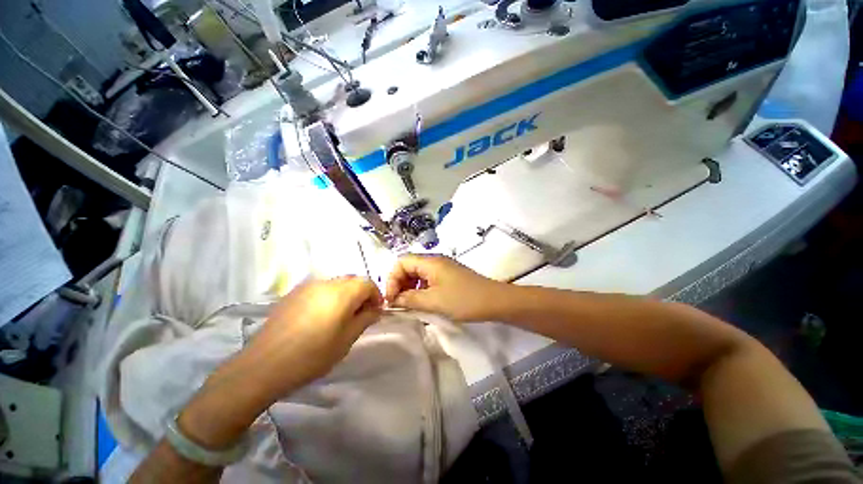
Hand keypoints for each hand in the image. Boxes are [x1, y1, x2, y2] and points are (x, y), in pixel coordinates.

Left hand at [178, 277, 382, 449]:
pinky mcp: (293, 293)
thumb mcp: (346, 340)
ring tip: (340, 316)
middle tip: (360, 315)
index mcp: (342, 293)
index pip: (368, 283)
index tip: (375, 312)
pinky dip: (329, 296)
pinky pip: (320, 289)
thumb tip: (376, 309)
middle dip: (361, 294)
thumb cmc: (312, 355)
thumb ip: (365, 319)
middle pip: (352, 281)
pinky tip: (320, 316)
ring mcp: (307, 286)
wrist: (263, 365)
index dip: (376, 295)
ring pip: (336, 283)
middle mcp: (326, 283)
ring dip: (345, 295)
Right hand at [385, 254, 507, 321]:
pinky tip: (422, 302)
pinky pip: (428, 280)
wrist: (495, 301)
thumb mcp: (434, 301)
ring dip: (409, 288)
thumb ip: (410, 299)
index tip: (391, 299)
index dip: (392, 279)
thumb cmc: (464, 299)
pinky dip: (420, 290)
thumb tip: (393, 300)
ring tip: (408, 305)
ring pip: (418, 274)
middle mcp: (435, 261)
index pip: (401, 262)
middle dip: (399, 284)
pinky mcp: (449, 277)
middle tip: (398, 303)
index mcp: (430, 262)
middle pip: (408, 266)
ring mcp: (443, 268)